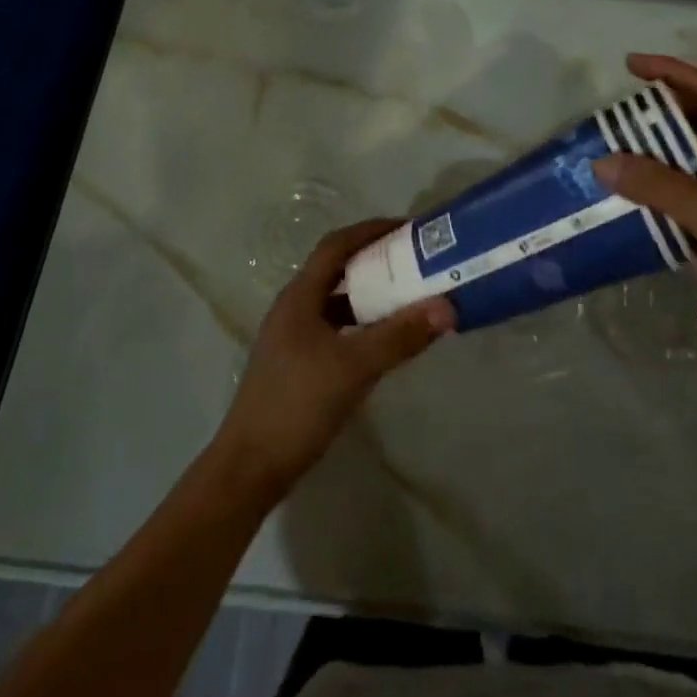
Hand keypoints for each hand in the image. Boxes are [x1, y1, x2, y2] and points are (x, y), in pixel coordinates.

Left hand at [214, 219, 454, 498]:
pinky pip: (335, 328)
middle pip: (337, 269)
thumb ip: (401, 336)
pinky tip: (383, 341)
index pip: (336, 245)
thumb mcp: (355, 367)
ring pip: (336, 301)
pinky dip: (361, 324)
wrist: (249, 468)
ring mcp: (292, 337)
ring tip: (407, 297)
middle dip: (375, 260)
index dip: (370, 230)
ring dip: (369, 294)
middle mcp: (293, 308)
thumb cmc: (298, 405)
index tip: (407, 228)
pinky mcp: (296, 363)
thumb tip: (447, 307)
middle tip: (415, 262)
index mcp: (300, 296)